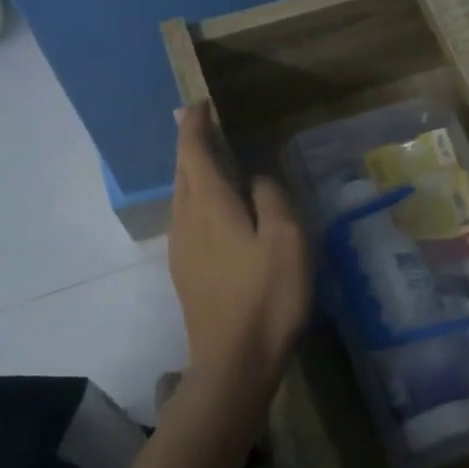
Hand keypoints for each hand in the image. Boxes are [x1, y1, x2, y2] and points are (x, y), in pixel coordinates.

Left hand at [167, 103, 311, 407]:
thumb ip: (271, 198)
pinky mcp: (185, 271)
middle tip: (201, 122)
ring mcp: (181, 248)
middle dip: (190, 144)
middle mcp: (187, 220)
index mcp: (210, 205)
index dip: (195, 126)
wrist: (233, 362)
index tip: (198, 104)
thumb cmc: (267, 297)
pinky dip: (197, 197)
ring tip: (211, 159)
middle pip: (182, 172)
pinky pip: (187, 218)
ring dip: (193, 171)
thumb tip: (257, 177)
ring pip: (182, 196)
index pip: (194, 152)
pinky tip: (216, 208)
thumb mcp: (287, 240)